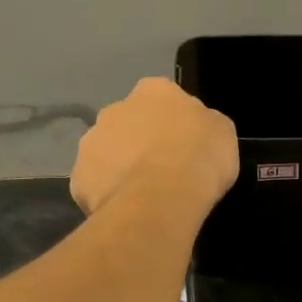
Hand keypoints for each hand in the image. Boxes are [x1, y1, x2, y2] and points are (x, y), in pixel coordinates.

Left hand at [71, 78, 238, 217]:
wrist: (161, 198)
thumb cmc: (199, 159)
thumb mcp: (222, 134)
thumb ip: (204, 125)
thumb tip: (194, 131)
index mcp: (154, 91)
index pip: (163, 100)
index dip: (173, 124)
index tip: (184, 146)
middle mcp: (115, 108)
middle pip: (128, 124)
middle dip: (139, 143)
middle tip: (161, 171)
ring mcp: (91, 142)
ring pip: (106, 153)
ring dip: (119, 168)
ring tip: (141, 195)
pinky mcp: (78, 177)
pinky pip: (94, 185)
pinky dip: (106, 195)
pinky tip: (125, 210)